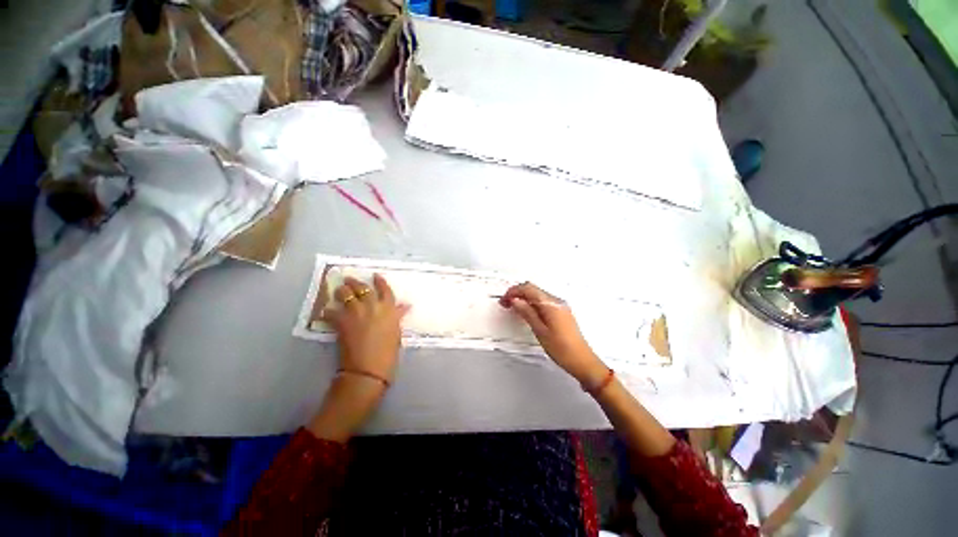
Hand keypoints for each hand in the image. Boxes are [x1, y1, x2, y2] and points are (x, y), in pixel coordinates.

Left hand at [308, 274, 409, 441]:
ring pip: (345, 294)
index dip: (379, 281)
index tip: (374, 275)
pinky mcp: (340, 322)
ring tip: (337, 291)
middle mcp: (372, 306)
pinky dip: (328, 311)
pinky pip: (330, 311)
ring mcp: (355, 312)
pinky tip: (327, 312)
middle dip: (354, 282)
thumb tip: (404, 306)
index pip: (384, 289)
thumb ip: (397, 316)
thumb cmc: (388, 353)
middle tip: (348, 279)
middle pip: (362, 288)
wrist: (368, 369)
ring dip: (340, 291)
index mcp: (389, 309)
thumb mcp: (396, 332)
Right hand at [500, 282, 607, 387]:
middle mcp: (557, 302)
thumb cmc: (562, 349)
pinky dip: (532, 303)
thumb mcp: (539, 330)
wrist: (582, 361)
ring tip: (514, 308)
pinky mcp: (561, 312)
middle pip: (533, 289)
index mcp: (551, 304)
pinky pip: (544, 302)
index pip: (528, 288)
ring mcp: (560, 306)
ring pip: (538, 295)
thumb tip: (515, 301)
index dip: (514, 291)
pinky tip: (527, 312)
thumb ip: (526, 312)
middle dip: (518, 293)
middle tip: (506, 303)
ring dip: (524, 298)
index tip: (505, 299)